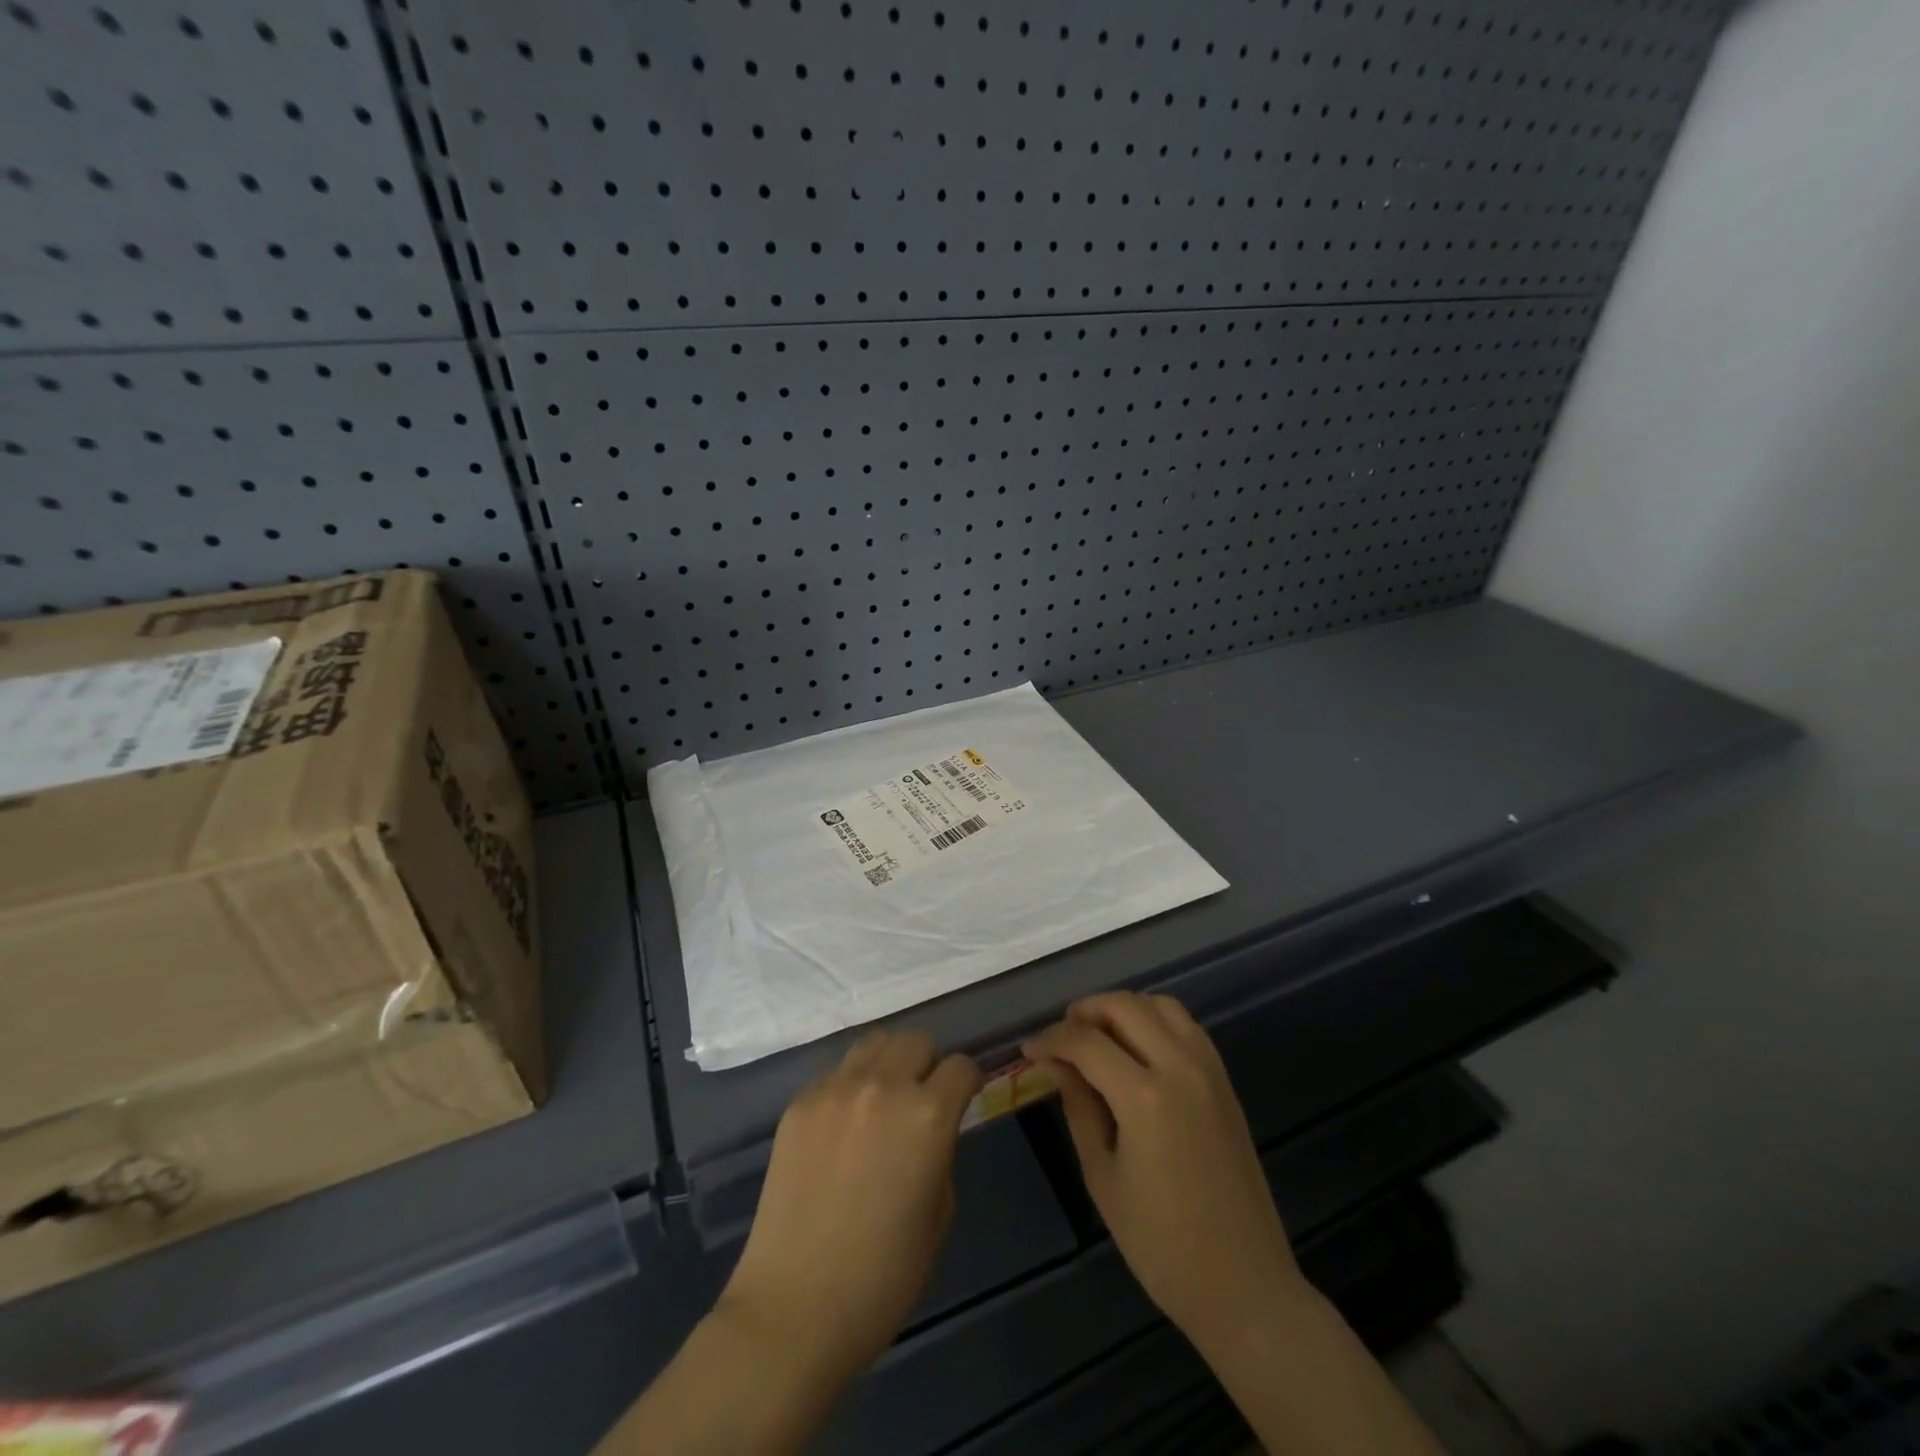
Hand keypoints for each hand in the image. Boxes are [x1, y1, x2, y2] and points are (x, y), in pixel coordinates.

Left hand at [719, 1029, 981, 1383]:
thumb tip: (932, 1128)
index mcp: (927, 1115)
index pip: (960, 1066)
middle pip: (916, 1040)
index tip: (963, 1098)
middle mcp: (883, 1086)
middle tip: (921, 1100)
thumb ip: (941, 1152)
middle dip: (928, 1064)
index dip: (967, 1082)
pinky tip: (843, 1128)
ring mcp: (835, 1089)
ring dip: (888, 1064)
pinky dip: (850, 1086)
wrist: (794, 1307)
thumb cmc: (882, 1276)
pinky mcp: (800, 1102)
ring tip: (882, 1102)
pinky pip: (836, 1073)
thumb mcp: (938, 1214)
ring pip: (874, 1043)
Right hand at [1024, 992, 1304, 1349]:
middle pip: (1124, 1006)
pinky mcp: (1225, 1081)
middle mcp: (1180, 1067)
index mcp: (1144, 1097)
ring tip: (1098, 1037)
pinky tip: (1137, 1049)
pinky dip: (1155, 1020)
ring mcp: (1208, 1070)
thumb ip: (1080, 1108)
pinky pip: (1187, 1025)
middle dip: (1085, 1011)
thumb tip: (1057, 1065)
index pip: (1086, 1041)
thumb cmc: (1161, 1243)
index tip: (1029, 1049)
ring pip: (1160, 1004)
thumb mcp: (1103, 1177)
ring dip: (1123, 1009)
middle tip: (1061, 1039)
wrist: (1244, 1284)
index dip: (1051, 1038)